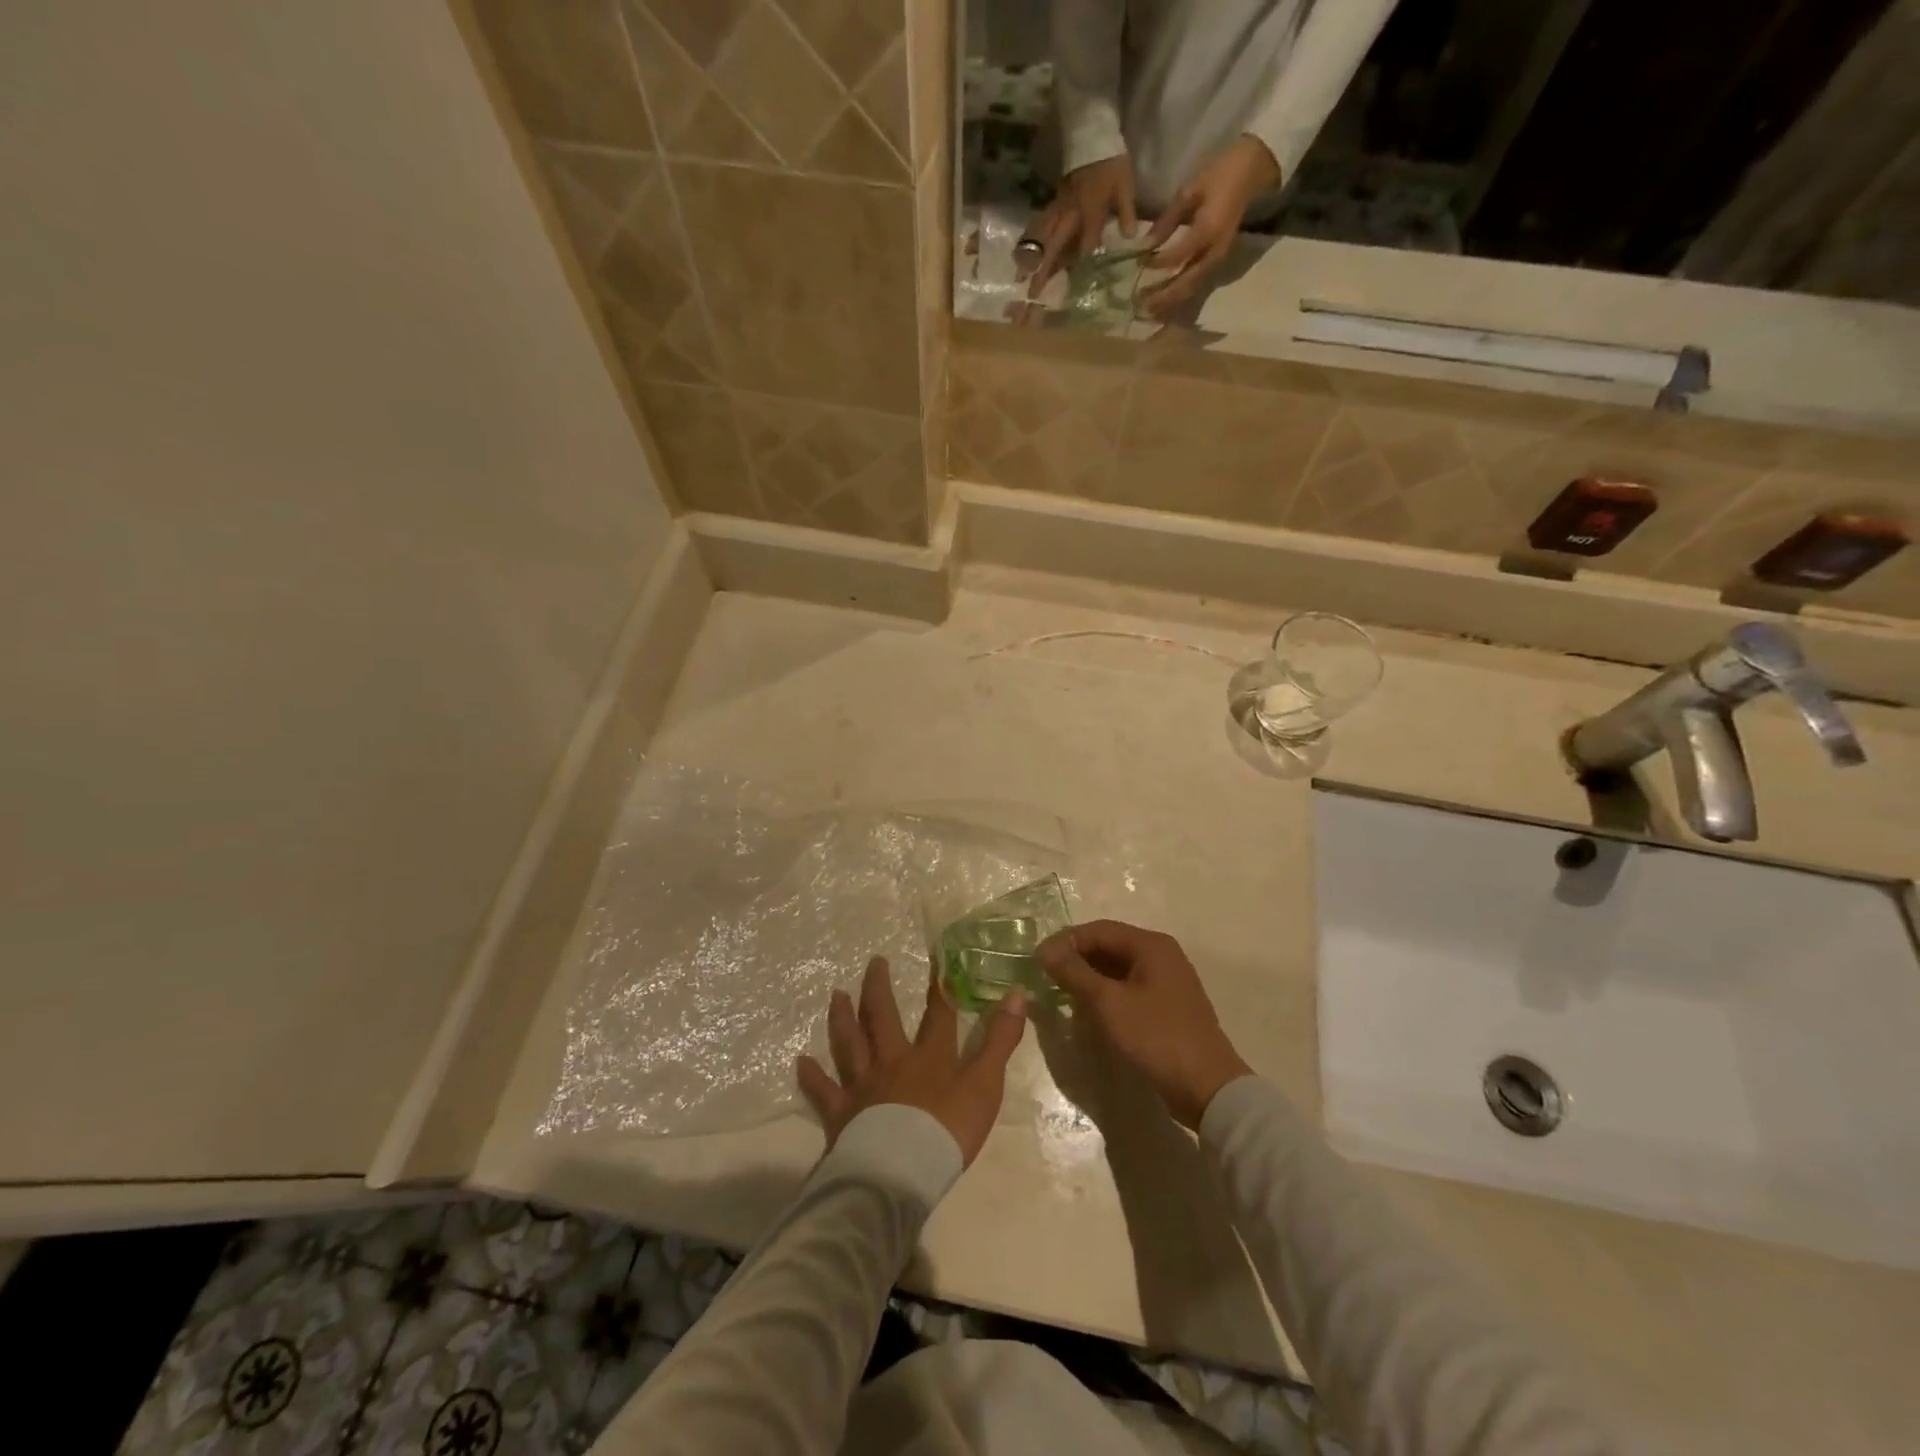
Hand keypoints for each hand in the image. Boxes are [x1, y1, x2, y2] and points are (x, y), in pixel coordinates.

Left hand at [797, 957, 1027, 1166]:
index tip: (938, 958)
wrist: (903, 1172)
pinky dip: (812, 1076)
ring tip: (836, 994)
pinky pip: (823, 1091)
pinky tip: (800, 1061)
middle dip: (878, 988)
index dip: (940, 986)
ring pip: (849, 1043)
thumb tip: (1017, 993)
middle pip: (883, 1017)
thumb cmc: (948, 1130)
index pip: (938, 1013)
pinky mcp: (841, 1114)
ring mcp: (863, 1085)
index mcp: (929, 1056)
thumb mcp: (985, 1084)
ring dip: (842, 1017)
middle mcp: (892, 1061)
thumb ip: (1000, 1040)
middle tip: (874, 962)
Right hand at [1028, 154, 1138, 295]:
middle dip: (1043, 269)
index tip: (1079, 285)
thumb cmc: (1111, 164)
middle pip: (1054, 245)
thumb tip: (1131, 238)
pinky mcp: (1053, 204)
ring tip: (1019, 277)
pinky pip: (1040, 227)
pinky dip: (1031, 242)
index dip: (1083, 263)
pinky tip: (1022, 256)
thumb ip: (1127, 212)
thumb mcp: (1125, 186)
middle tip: (1033, 292)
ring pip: (1042, 237)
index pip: (1087, 243)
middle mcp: (1070, 214)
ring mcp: (1058, 209)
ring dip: (1030, 258)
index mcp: (1090, 211)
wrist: (1093, 136)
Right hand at [1038, 921, 1250, 1129]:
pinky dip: (1106, 992)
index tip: (1038, 959)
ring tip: (1061, 991)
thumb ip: (1074, 973)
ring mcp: (1167, 982)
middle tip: (1046, 975)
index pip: (1099, 930)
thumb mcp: (1108, 1003)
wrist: (1207, 1088)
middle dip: (1076, 957)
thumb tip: (1045, 950)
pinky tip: (1088, 1009)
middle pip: (1109, 946)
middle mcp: (1161, 956)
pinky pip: (1128, 987)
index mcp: (1151, 946)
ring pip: (1118, 968)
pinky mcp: (1167, 1007)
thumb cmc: (1156, 1037)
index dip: (1066, 940)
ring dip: (1089, 976)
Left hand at [1142, 135, 1280, 315]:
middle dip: (1163, 296)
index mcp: (1208, 230)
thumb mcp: (1190, 191)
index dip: (1158, 262)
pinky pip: (1198, 284)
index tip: (1139, 263)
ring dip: (1171, 301)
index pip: (1179, 256)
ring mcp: (1218, 258)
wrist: (1252, 171)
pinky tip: (1165, 300)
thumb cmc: (1219, 175)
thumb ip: (1167, 221)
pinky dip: (1181, 294)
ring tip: (1149, 310)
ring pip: (1192, 287)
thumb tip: (1145, 245)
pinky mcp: (1218, 261)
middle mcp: (1215, 251)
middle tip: (1141, 305)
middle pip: (1186, 282)